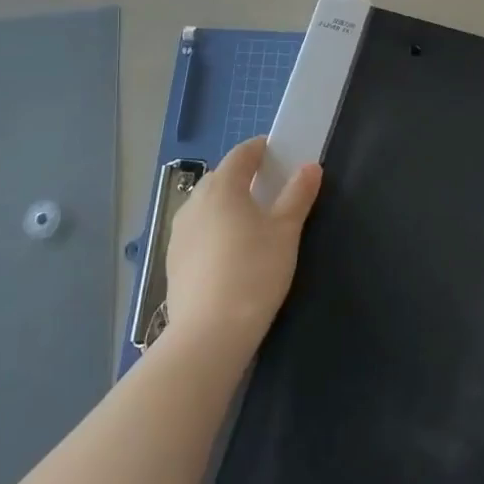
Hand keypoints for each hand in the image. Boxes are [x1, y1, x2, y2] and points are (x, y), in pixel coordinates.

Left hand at [163, 136, 321, 353]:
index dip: (261, 149)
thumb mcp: (286, 231)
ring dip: (226, 205)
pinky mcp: (173, 261)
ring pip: (206, 206)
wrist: (209, 333)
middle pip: (221, 178)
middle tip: (270, 190)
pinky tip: (230, 254)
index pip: (241, 154)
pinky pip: (198, 232)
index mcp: (222, 187)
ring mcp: (179, 233)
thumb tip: (310, 167)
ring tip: (251, 224)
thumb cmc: (254, 271)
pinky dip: (214, 231)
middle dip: (243, 177)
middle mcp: (195, 202)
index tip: (279, 155)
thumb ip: (298, 195)